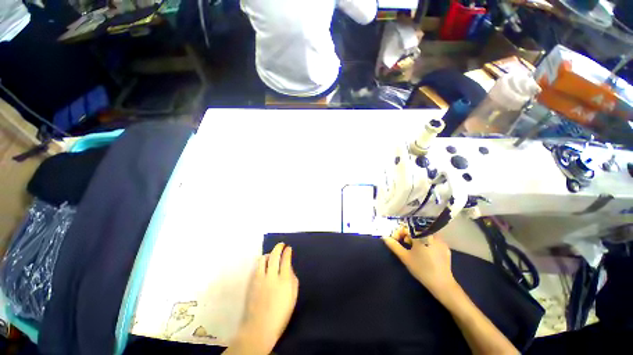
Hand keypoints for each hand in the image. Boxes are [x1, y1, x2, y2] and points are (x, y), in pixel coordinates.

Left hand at [228, 243, 298, 354]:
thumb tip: (288, 267)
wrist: (260, 327)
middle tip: (281, 245)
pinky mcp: (252, 282)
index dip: (287, 252)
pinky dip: (262, 262)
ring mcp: (260, 278)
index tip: (288, 248)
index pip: (286, 259)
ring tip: (272, 255)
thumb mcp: (292, 296)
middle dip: (278, 247)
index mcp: (284, 280)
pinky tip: (264, 264)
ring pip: (264, 259)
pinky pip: (257, 266)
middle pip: (274, 255)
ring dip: (269, 254)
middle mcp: (272, 276)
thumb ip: (292, 279)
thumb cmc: (280, 314)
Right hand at [382, 227, 457, 298]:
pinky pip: (432, 239)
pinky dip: (425, 241)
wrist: (442, 284)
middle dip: (408, 234)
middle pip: (416, 229)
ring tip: (413, 247)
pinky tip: (424, 251)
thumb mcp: (405, 257)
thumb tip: (385, 237)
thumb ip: (394, 245)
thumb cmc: (421, 269)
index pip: (407, 227)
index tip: (396, 239)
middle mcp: (432, 235)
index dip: (399, 232)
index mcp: (422, 235)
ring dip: (416, 237)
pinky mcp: (445, 247)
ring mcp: (441, 240)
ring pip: (424, 233)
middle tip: (404, 243)